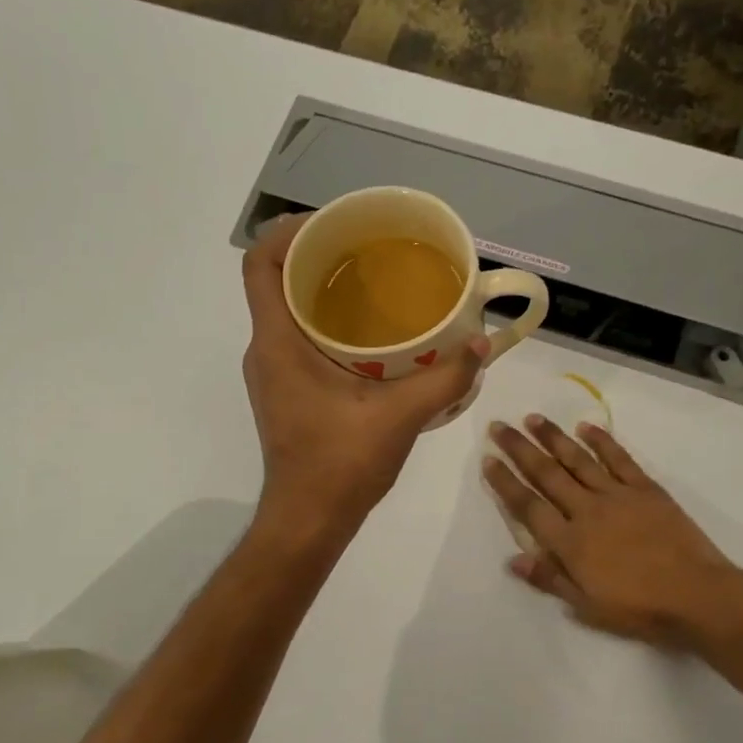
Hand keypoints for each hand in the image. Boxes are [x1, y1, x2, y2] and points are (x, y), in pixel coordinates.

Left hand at [243, 217, 485, 532]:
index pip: (259, 266)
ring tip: (372, 280)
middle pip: (275, 281)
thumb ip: (444, 379)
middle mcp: (266, 351)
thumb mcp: (400, 417)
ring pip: (288, 311)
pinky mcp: (286, 391)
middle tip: (365, 246)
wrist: (308, 520)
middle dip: (315, 255)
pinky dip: (326, 322)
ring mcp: (273, 373)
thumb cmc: (341, 465)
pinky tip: (370, 333)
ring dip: (321, 289)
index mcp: (277, 344)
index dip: (286, 231)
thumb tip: (483, 346)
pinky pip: (298, 338)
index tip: (330, 222)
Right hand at [483, 417, 742, 656]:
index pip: (528, 505)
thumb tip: (513, 559)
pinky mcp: (645, 488)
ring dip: (553, 437)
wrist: (698, 596)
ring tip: (533, 418)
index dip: (505, 482)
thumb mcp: (587, 606)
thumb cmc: (639, 609)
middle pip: (546, 474)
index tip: (488, 459)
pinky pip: (619, 458)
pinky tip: (586, 426)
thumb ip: (550, 579)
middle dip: (519, 449)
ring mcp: (617, 495)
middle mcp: (587, 510)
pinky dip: (602, 441)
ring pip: (577, 459)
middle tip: (499, 426)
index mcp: (569, 541)